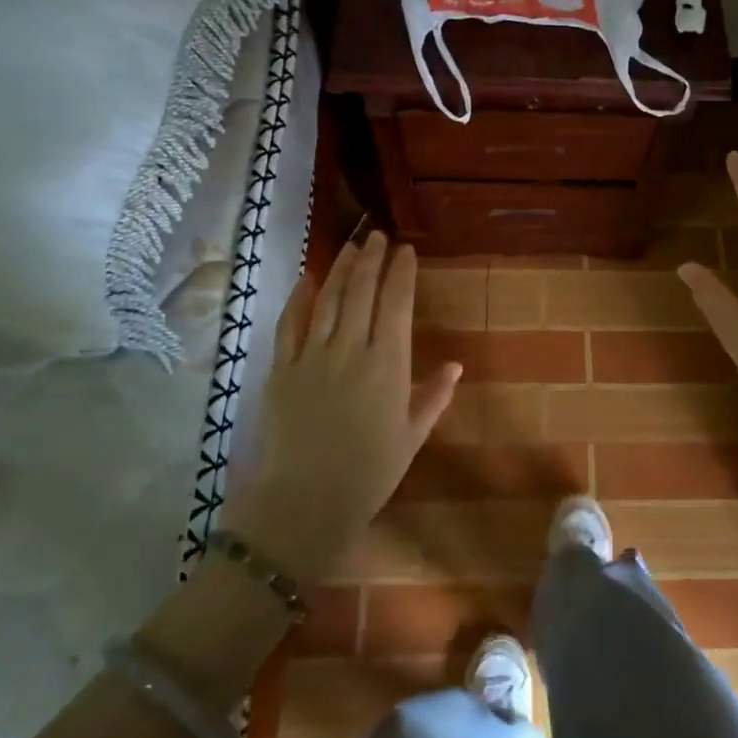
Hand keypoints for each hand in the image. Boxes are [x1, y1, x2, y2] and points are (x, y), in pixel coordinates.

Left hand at [221, 232, 459, 582]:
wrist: (305, 502)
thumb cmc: (369, 473)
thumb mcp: (412, 436)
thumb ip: (433, 396)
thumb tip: (455, 365)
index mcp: (388, 364)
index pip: (397, 304)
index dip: (401, 273)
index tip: (405, 250)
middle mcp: (351, 349)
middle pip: (361, 292)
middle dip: (371, 259)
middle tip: (377, 235)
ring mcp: (312, 356)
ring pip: (328, 299)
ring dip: (340, 268)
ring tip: (350, 245)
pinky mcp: (282, 368)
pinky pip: (290, 324)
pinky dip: (299, 298)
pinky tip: (306, 278)